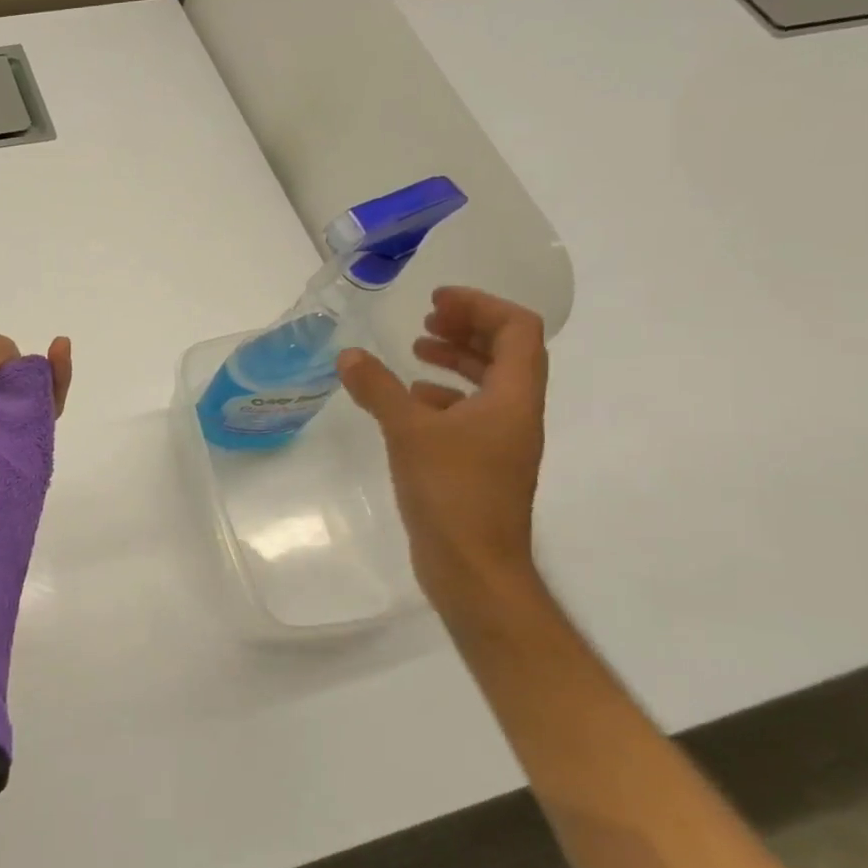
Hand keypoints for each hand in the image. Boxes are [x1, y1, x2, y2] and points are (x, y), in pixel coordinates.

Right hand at [337, 287, 546, 612]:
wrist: (473, 567)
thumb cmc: (452, 493)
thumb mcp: (409, 432)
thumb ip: (378, 390)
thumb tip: (349, 356)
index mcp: (513, 398)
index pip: (518, 330)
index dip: (480, 305)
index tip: (437, 300)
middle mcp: (515, 413)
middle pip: (507, 352)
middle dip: (468, 328)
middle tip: (427, 319)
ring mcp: (500, 441)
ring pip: (488, 383)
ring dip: (456, 359)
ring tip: (416, 351)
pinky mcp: (480, 463)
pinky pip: (468, 413)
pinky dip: (442, 396)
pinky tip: (410, 402)